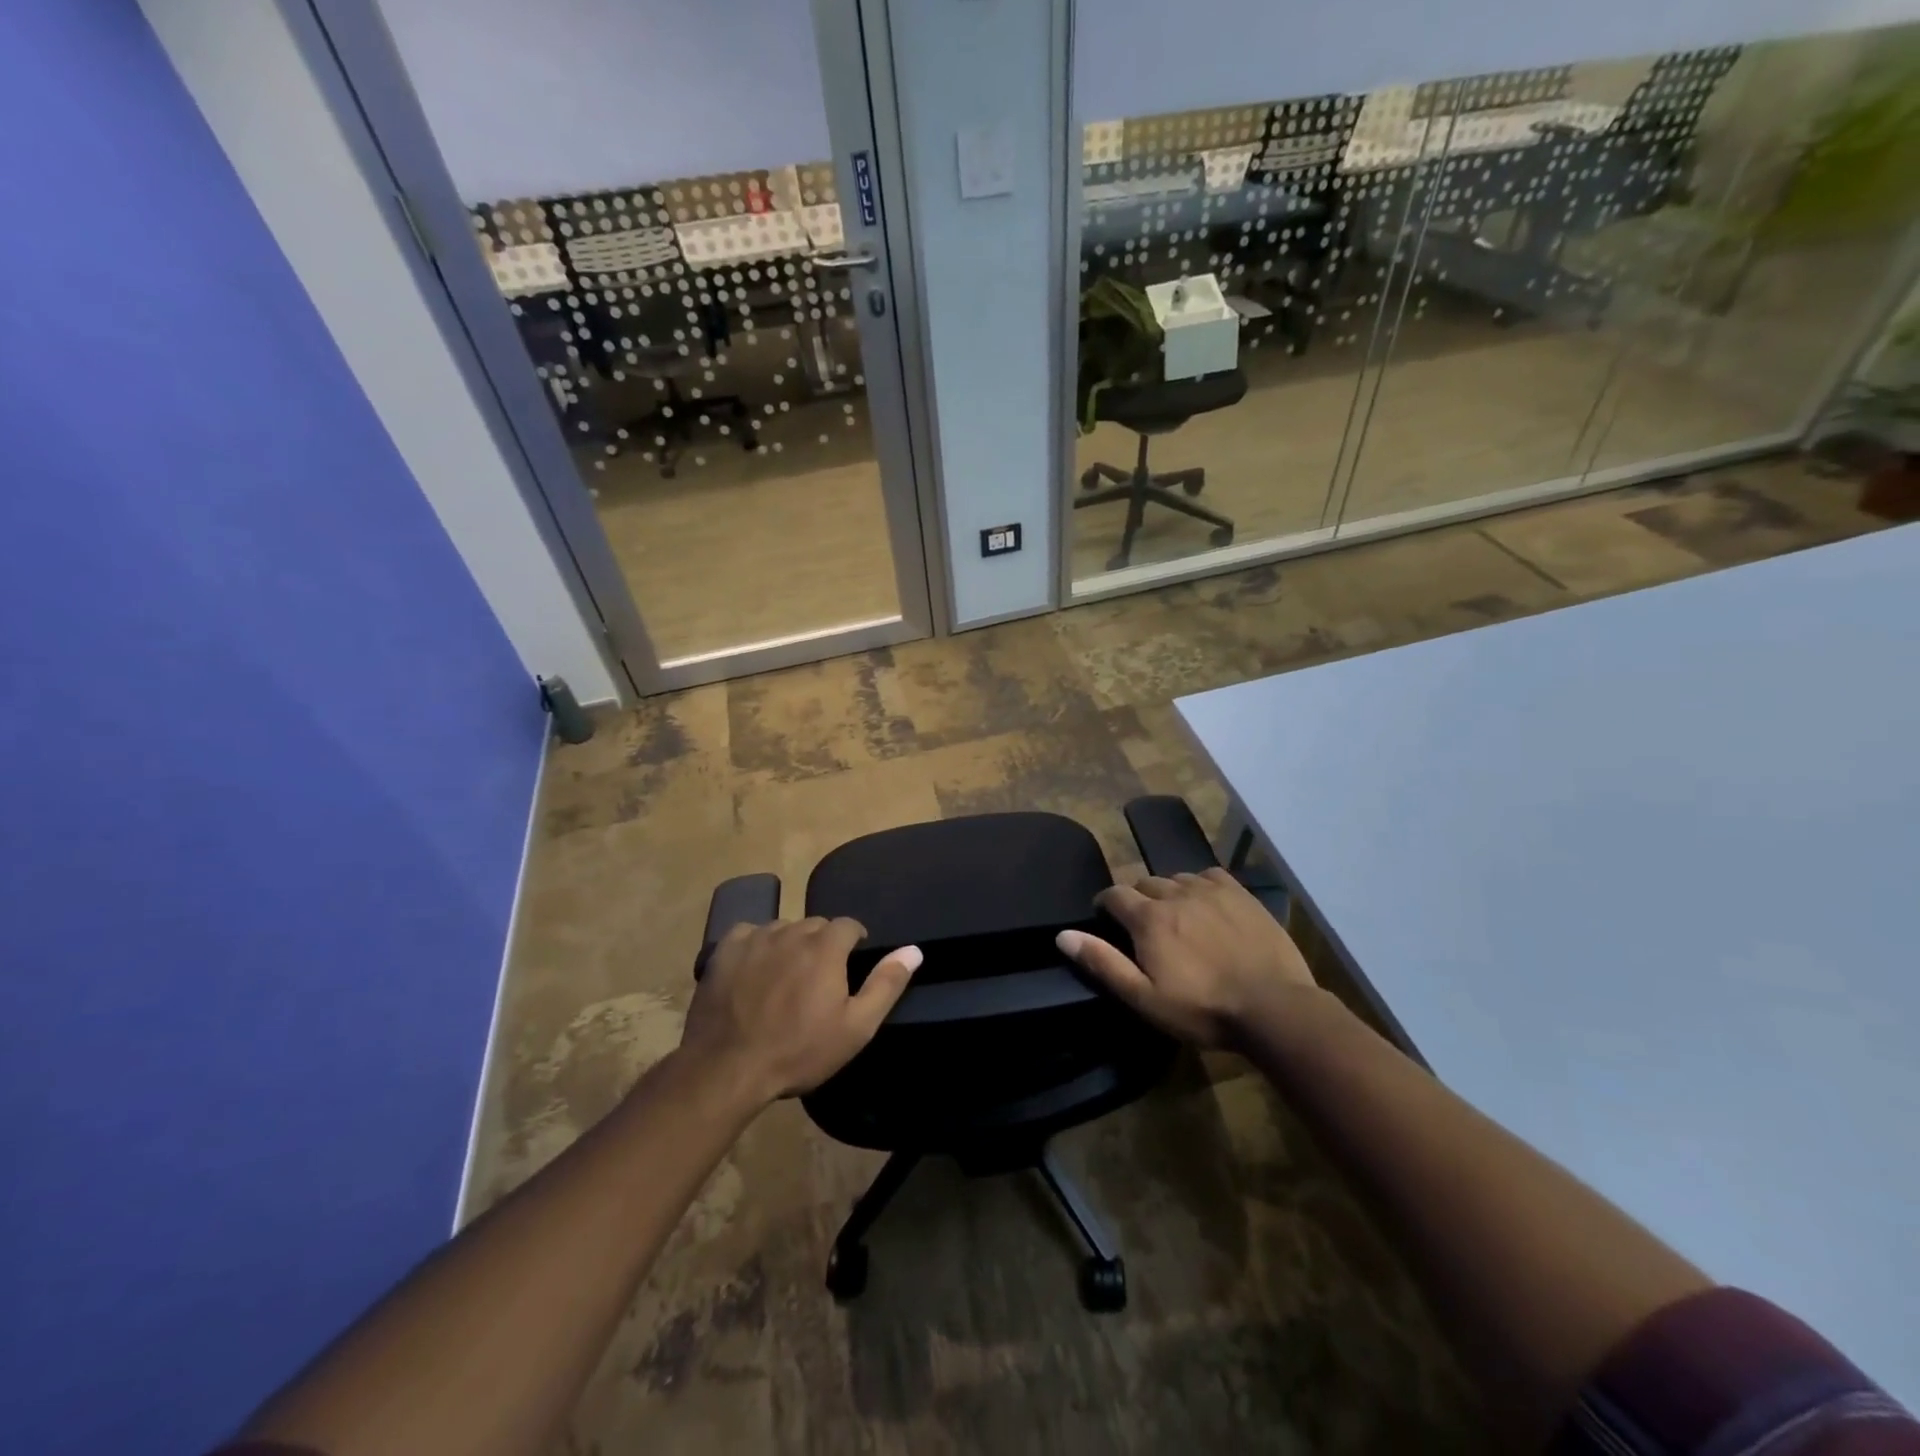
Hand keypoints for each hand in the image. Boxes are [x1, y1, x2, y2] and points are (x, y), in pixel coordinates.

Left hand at [679, 918, 920, 1104]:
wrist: (727, 1069)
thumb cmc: (799, 1051)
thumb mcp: (855, 1027)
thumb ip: (886, 984)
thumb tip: (914, 950)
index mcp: (825, 947)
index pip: (848, 925)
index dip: (854, 941)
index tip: (851, 962)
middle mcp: (791, 932)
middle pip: (815, 925)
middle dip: (823, 943)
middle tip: (819, 977)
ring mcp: (754, 938)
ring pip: (783, 928)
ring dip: (790, 944)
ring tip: (786, 975)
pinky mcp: (724, 950)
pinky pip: (749, 934)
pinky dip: (756, 945)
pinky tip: (754, 970)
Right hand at [1057, 868, 1316, 1048]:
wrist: (1274, 1008)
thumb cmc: (1203, 1009)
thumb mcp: (1144, 998)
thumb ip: (1103, 963)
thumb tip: (1063, 935)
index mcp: (1148, 918)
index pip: (1114, 894)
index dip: (1105, 904)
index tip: (1105, 919)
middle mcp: (1175, 893)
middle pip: (1145, 883)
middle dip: (1137, 899)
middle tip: (1143, 927)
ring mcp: (1211, 890)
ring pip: (1176, 878)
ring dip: (1168, 892)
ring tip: (1175, 916)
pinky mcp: (1241, 894)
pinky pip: (1209, 876)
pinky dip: (1200, 885)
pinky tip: (1206, 903)